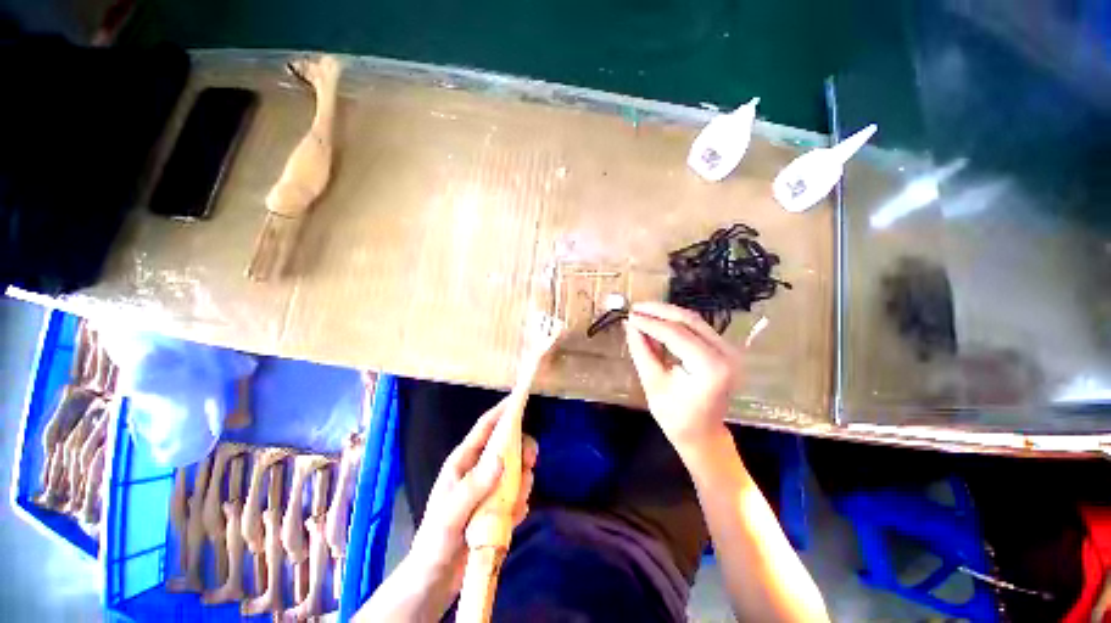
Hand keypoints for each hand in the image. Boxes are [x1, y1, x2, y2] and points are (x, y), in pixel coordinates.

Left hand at [402, 398, 536, 617]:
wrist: (435, 580)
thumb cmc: (436, 540)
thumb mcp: (452, 513)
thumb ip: (475, 485)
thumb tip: (502, 456)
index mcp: (463, 462)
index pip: (485, 428)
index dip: (502, 411)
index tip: (520, 399)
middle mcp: (479, 469)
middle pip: (507, 446)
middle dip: (522, 450)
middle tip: (532, 461)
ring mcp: (489, 488)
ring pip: (516, 470)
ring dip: (522, 483)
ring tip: (515, 504)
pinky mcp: (498, 506)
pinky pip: (517, 495)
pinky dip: (519, 504)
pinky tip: (512, 520)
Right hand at [625, 302, 741, 456]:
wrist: (703, 434)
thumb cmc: (676, 417)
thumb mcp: (653, 383)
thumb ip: (641, 350)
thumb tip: (630, 324)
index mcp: (711, 368)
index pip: (676, 334)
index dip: (650, 323)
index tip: (629, 316)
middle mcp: (726, 354)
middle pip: (689, 320)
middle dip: (659, 311)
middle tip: (635, 307)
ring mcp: (729, 350)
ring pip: (694, 320)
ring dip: (666, 314)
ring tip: (643, 311)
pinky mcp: (724, 349)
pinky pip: (697, 328)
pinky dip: (675, 322)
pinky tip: (657, 320)